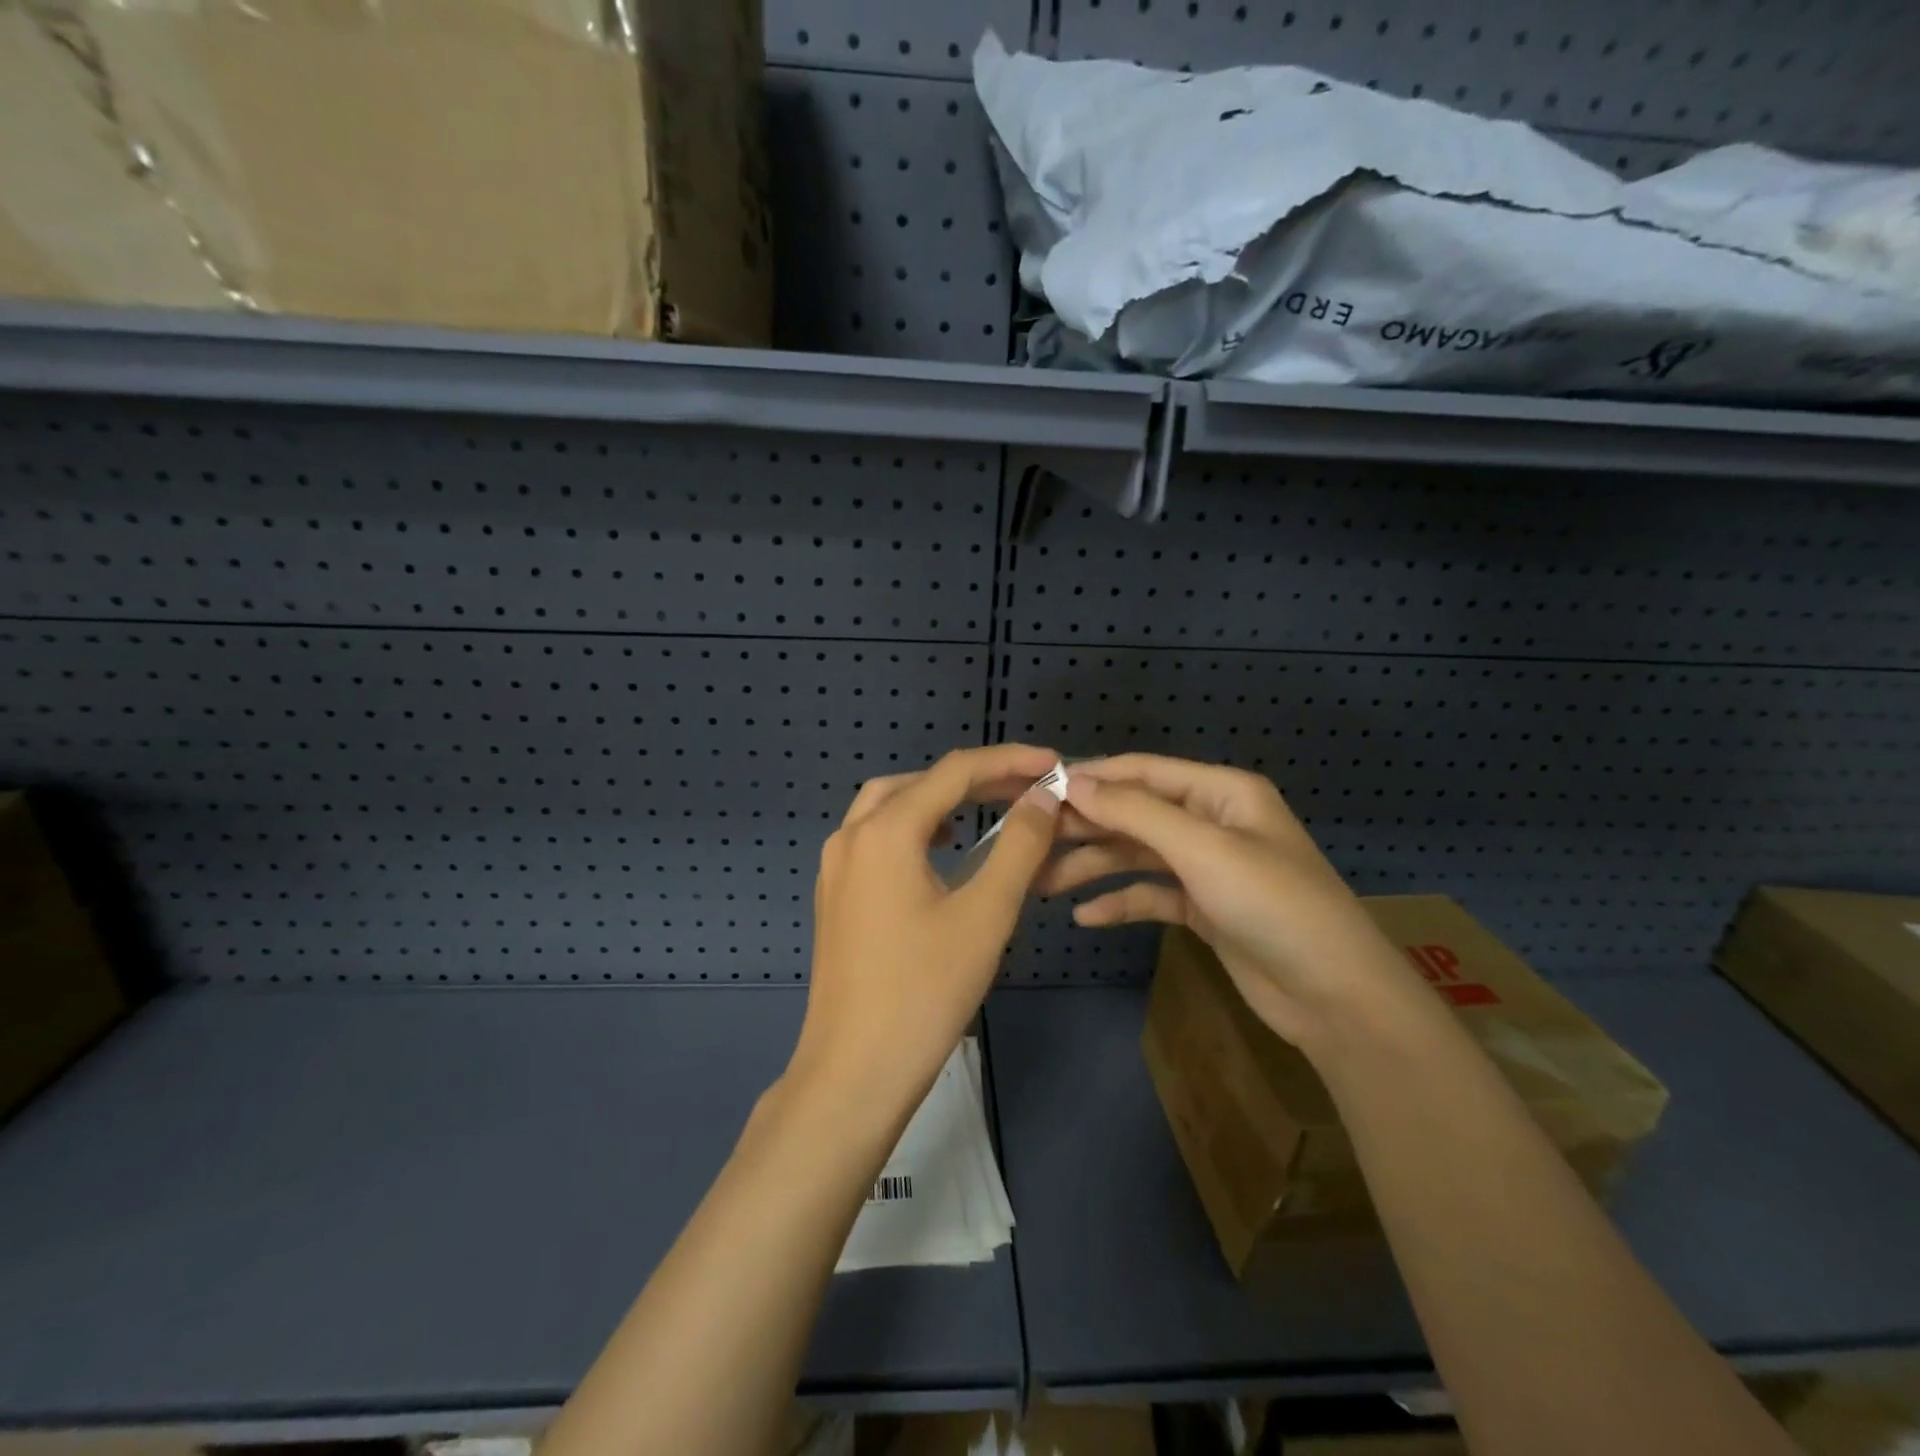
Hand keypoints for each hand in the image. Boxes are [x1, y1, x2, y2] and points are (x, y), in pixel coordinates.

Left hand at [789, 743, 1062, 1116]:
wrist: (854, 1071)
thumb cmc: (926, 991)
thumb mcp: (986, 915)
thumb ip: (1019, 846)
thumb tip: (1043, 797)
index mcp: (885, 831)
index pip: (955, 772)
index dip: (1009, 761)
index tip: (1055, 764)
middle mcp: (851, 836)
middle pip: (917, 783)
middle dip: (974, 779)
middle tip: (1025, 790)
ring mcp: (835, 867)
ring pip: (889, 807)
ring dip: (938, 801)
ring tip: (986, 813)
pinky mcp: (834, 896)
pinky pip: (874, 839)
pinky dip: (912, 829)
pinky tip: (940, 854)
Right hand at [1043, 754, 1416, 1047]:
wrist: (1335, 997)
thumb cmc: (1272, 905)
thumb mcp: (1203, 849)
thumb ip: (1135, 812)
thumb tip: (1073, 782)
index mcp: (1221, 792)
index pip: (1144, 771)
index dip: (1092, 777)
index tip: (1038, 789)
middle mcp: (1212, 822)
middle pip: (1136, 814)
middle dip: (1086, 826)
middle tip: (1032, 841)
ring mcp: (1208, 867)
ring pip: (1138, 856)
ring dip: (1094, 867)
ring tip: (1043, 884)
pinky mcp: (1204, 908)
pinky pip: (1152, 895)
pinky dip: (1121, 903)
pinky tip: (1086, 917)